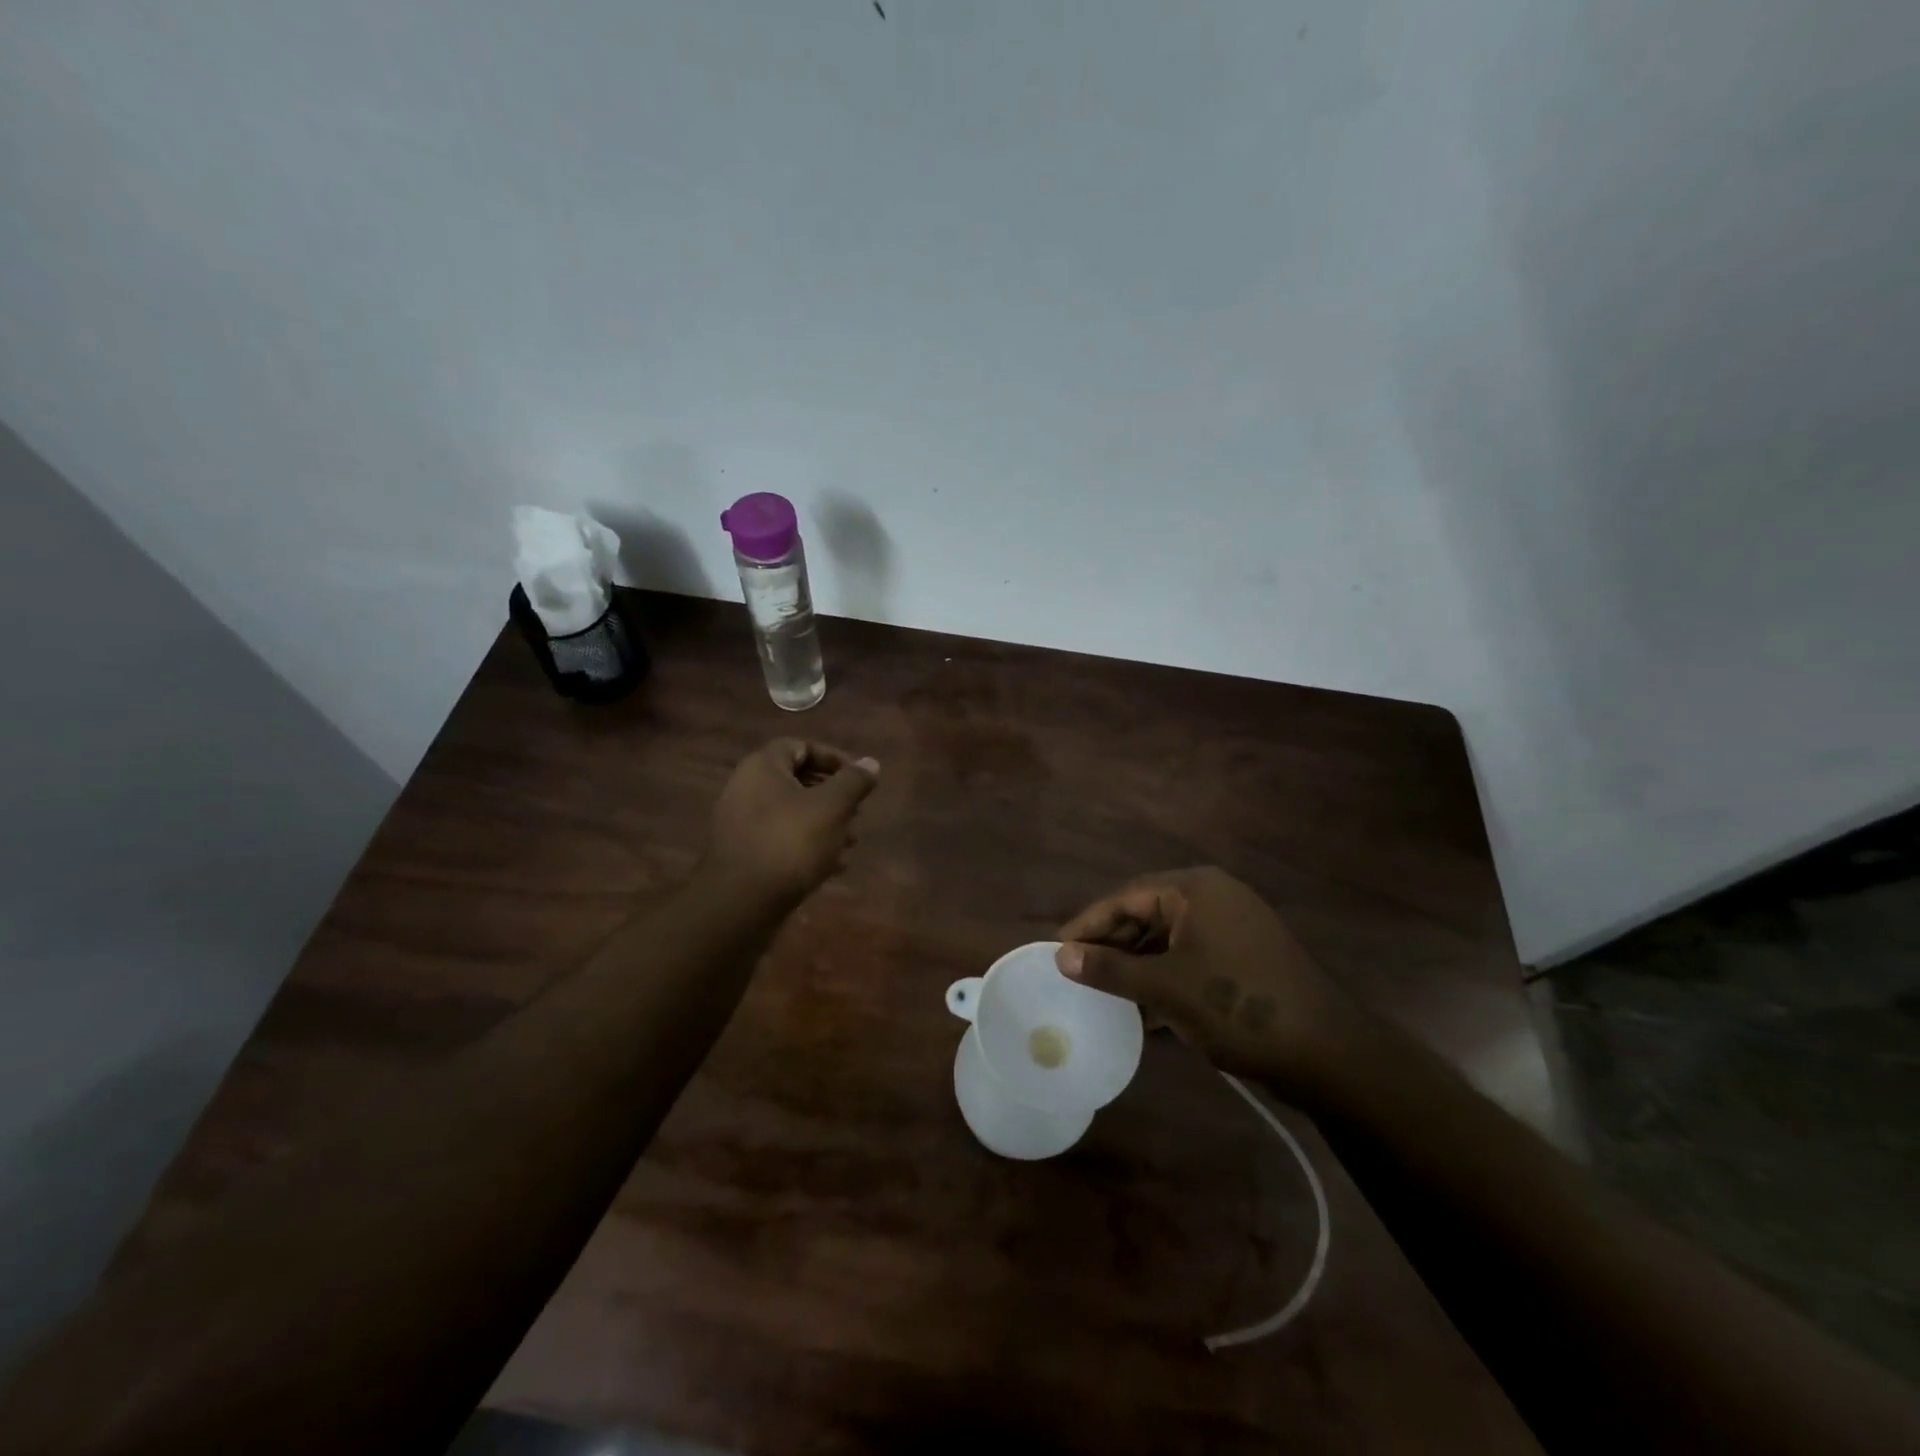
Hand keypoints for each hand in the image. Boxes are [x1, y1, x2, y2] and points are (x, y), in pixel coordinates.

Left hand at [706, 739, 879, 901]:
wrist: (742, 902)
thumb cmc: (791, 841)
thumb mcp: (833, 807)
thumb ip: (854, 781)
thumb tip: (871, 763)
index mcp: (762, 767)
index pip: (800, 747)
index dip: (833, 757)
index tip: (859, 777)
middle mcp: (746, 789)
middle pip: (797, 782)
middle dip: (833, 796)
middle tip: (858, 812)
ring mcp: (741, 824)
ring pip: (791, 814)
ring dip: (824, 823)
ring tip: (850, 842)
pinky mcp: (743, 854)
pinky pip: (780, 839)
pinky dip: (807, 846)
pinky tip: (832, 866)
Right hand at [1056, 867, 1358, 1089]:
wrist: (1329, 1055)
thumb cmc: (1239, 1007)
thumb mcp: (1166, 988)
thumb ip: (1110, 969)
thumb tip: (1061, 956)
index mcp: (1195, 890)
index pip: (1126, 896)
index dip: (1088, 923)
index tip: (1056, 949)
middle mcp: (1213, 899)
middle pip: (1146, 914)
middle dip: (1111, 945)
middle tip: (1075, 972)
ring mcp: (1232, 930)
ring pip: (1167, 940)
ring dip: (1135, 966)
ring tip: (1102, 994)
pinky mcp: (1243, 960)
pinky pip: (1189, 960)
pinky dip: (1163, 980)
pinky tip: (1142, 1012)